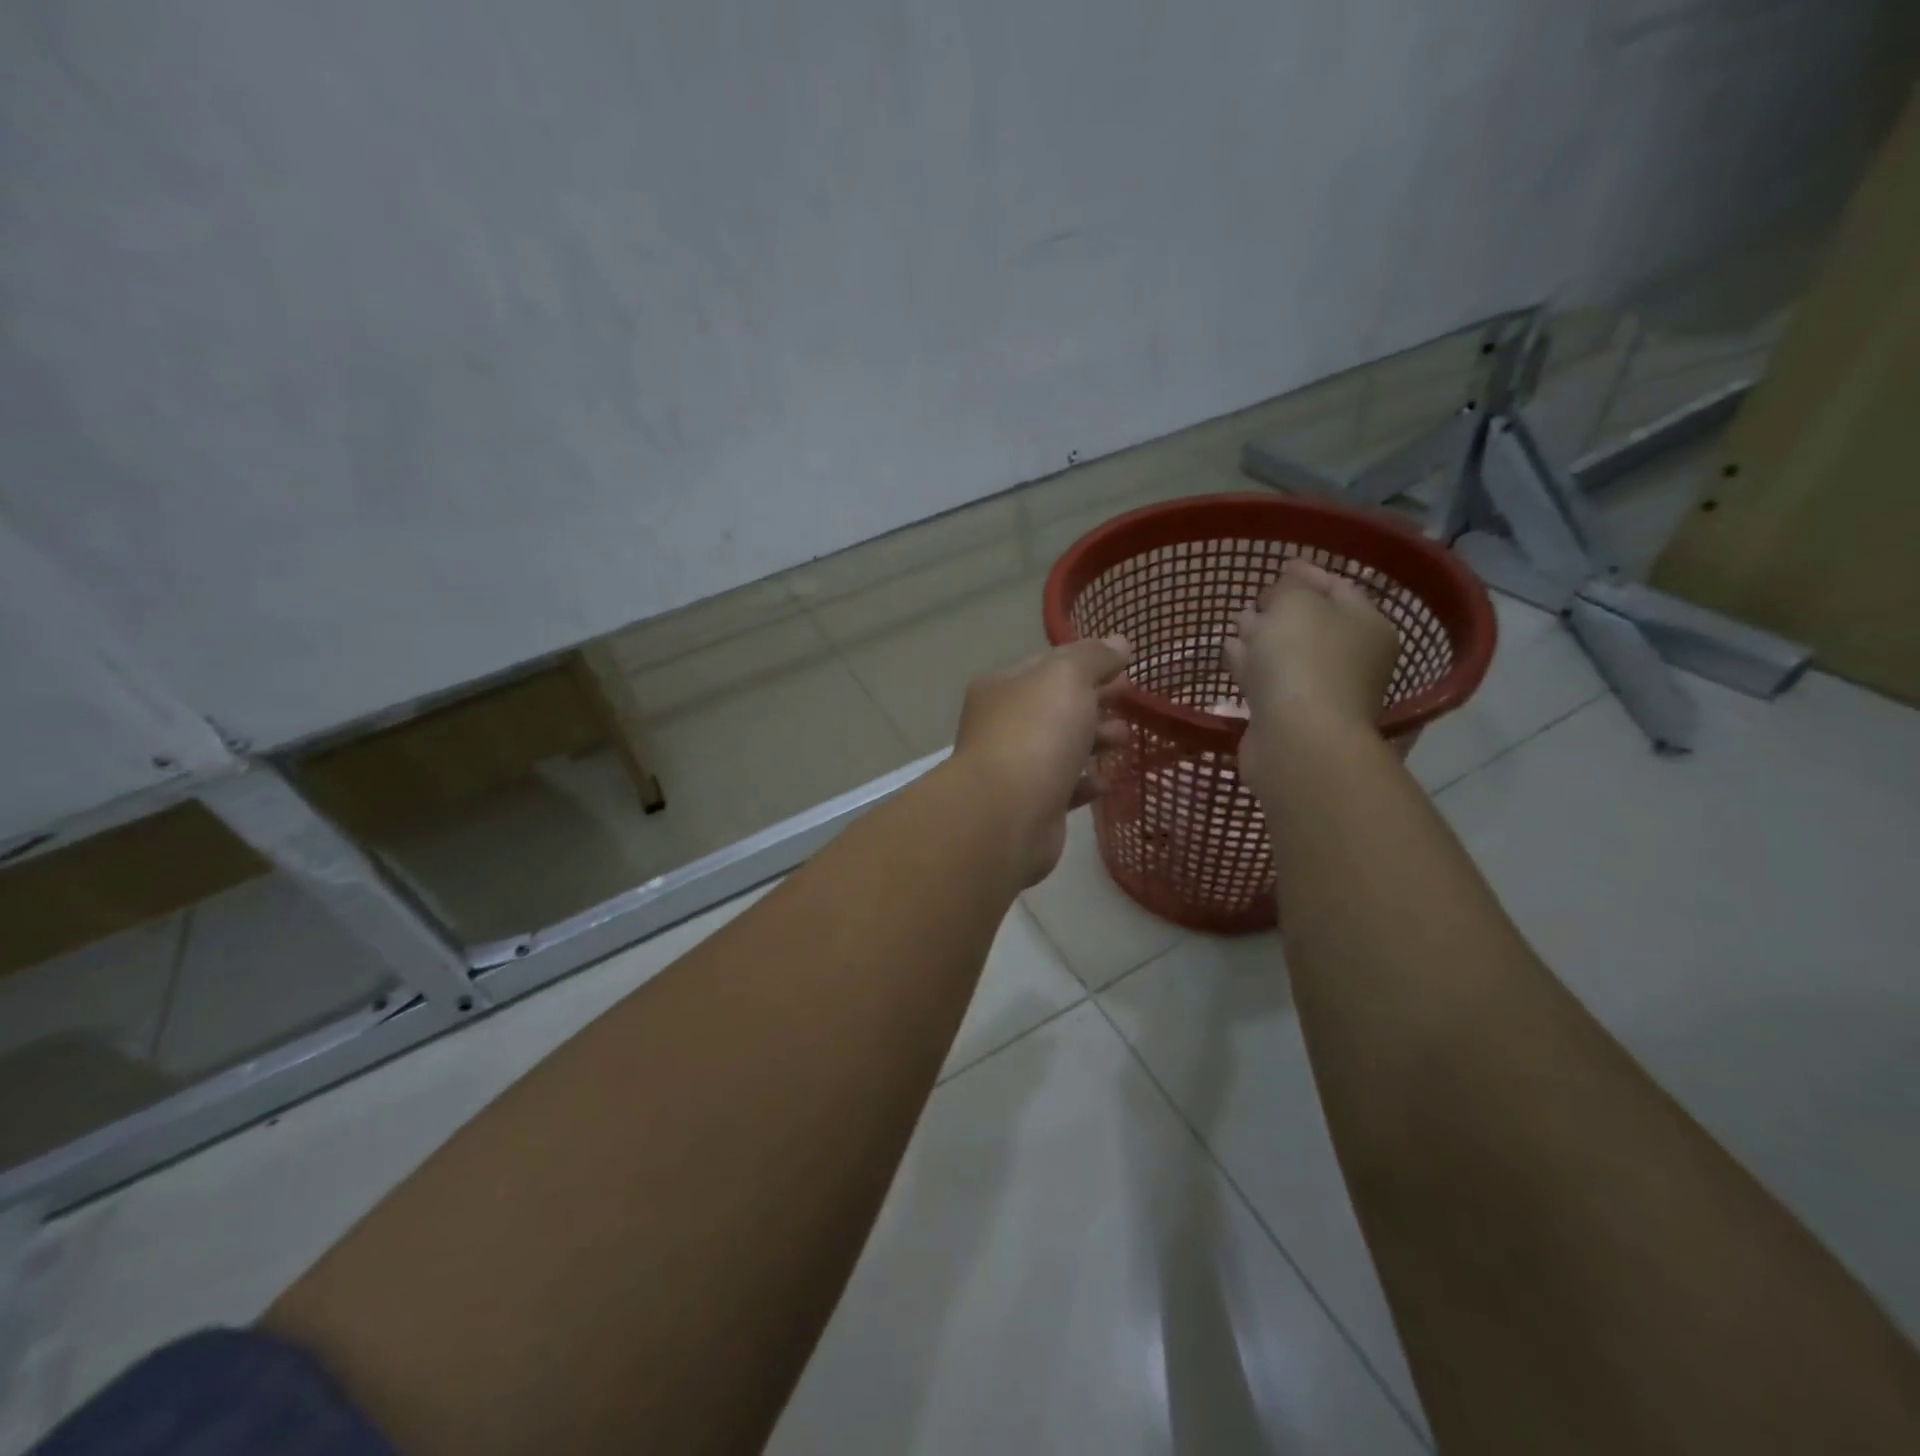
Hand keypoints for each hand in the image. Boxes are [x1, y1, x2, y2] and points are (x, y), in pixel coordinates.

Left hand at [952, 637, 1132, 885]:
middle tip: (1131, 701)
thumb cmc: (1036, 733)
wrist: (1008, 813)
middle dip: (1095, 701)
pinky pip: (1064, 787)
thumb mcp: (1068, 677)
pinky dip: (1086, 782)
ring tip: (1125, 739)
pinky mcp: (1031, 806)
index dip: (1086, 663)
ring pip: (1061, 747)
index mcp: (1003, 687)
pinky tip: (1107, 781)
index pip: (1047, 665)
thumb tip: (1119, 642)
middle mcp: (1003, 725)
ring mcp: (1015, 767)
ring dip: (1095, 740)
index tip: (1123, 668)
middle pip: (1056, 706)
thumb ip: (1094, 657)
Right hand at [1223, 559, 1399, 791]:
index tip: (1282, 564)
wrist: (1296, 738)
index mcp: (1367, 626)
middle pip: (1314, 625)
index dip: (1309, 573)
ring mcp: (1319, 691)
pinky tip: (1230, 652)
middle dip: (1282, 609)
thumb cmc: (1304, 659)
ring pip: (1287, 654)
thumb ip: (1288, 588)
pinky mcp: (1289, 716)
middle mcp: (1351, 659)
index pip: (1340, 588)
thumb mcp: (1296, 603)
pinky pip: (1267, 680)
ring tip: (1237, 623)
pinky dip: (1250, 665)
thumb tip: (1281, 595)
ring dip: (1262, 638)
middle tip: (1256, 598)